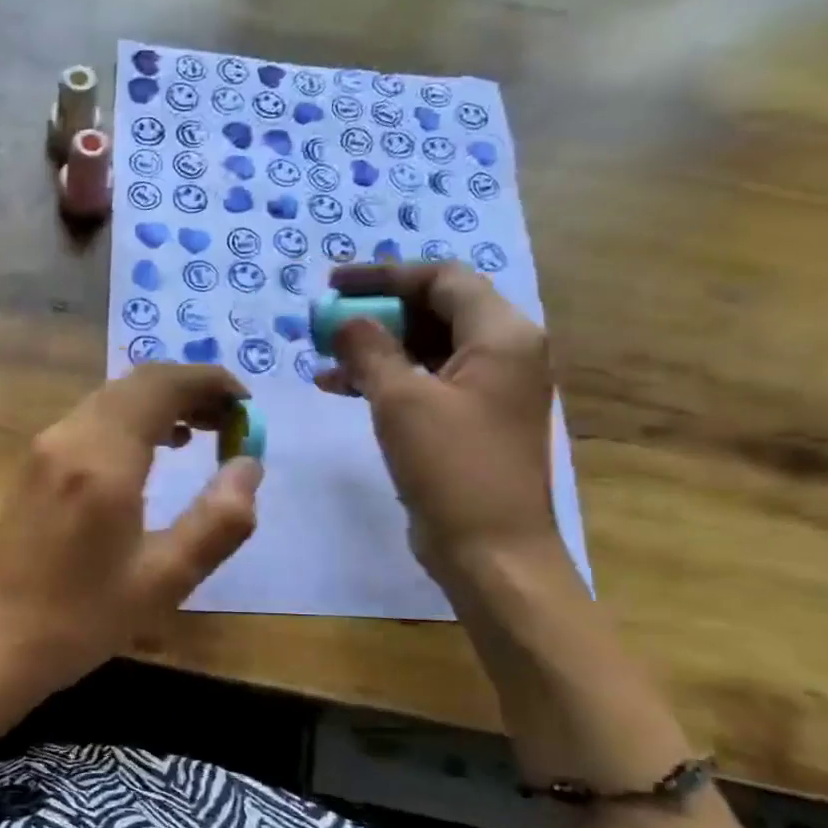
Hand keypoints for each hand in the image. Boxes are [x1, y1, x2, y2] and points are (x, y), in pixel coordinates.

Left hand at [0, 364, 263, 695]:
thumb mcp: (166, 579)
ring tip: (203, 432)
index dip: (209, 382)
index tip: (247, 404)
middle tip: (231, 421)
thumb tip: (249, 464)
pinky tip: (152, 452)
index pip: (161, 386)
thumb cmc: (84, 617)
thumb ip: (219, 520)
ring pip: (113, 398)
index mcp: (102, 460)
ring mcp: (45, 447)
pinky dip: (131, 419)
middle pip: (136, 383)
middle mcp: (69, 438)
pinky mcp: (35, 463)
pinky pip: (92, 419)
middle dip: (189, 390)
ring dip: (160, 403)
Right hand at [317, 262, 558, 572]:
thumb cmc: (452, 468)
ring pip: (426, 349)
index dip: (385, 275)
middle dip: (376, 313)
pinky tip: (341, 388)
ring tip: (323, 358)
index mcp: (502, 335)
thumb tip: (342, 319)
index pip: (442, 279)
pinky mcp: (470, 421)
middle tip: (324, 323)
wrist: (491, 551)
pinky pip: (425, 382)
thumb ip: (369, 349)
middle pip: (435, 311)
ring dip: (376, 348)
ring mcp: (489, 390)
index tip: (333, 285)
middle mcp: (504, 353)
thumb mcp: (401, 401)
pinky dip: (386, 379)